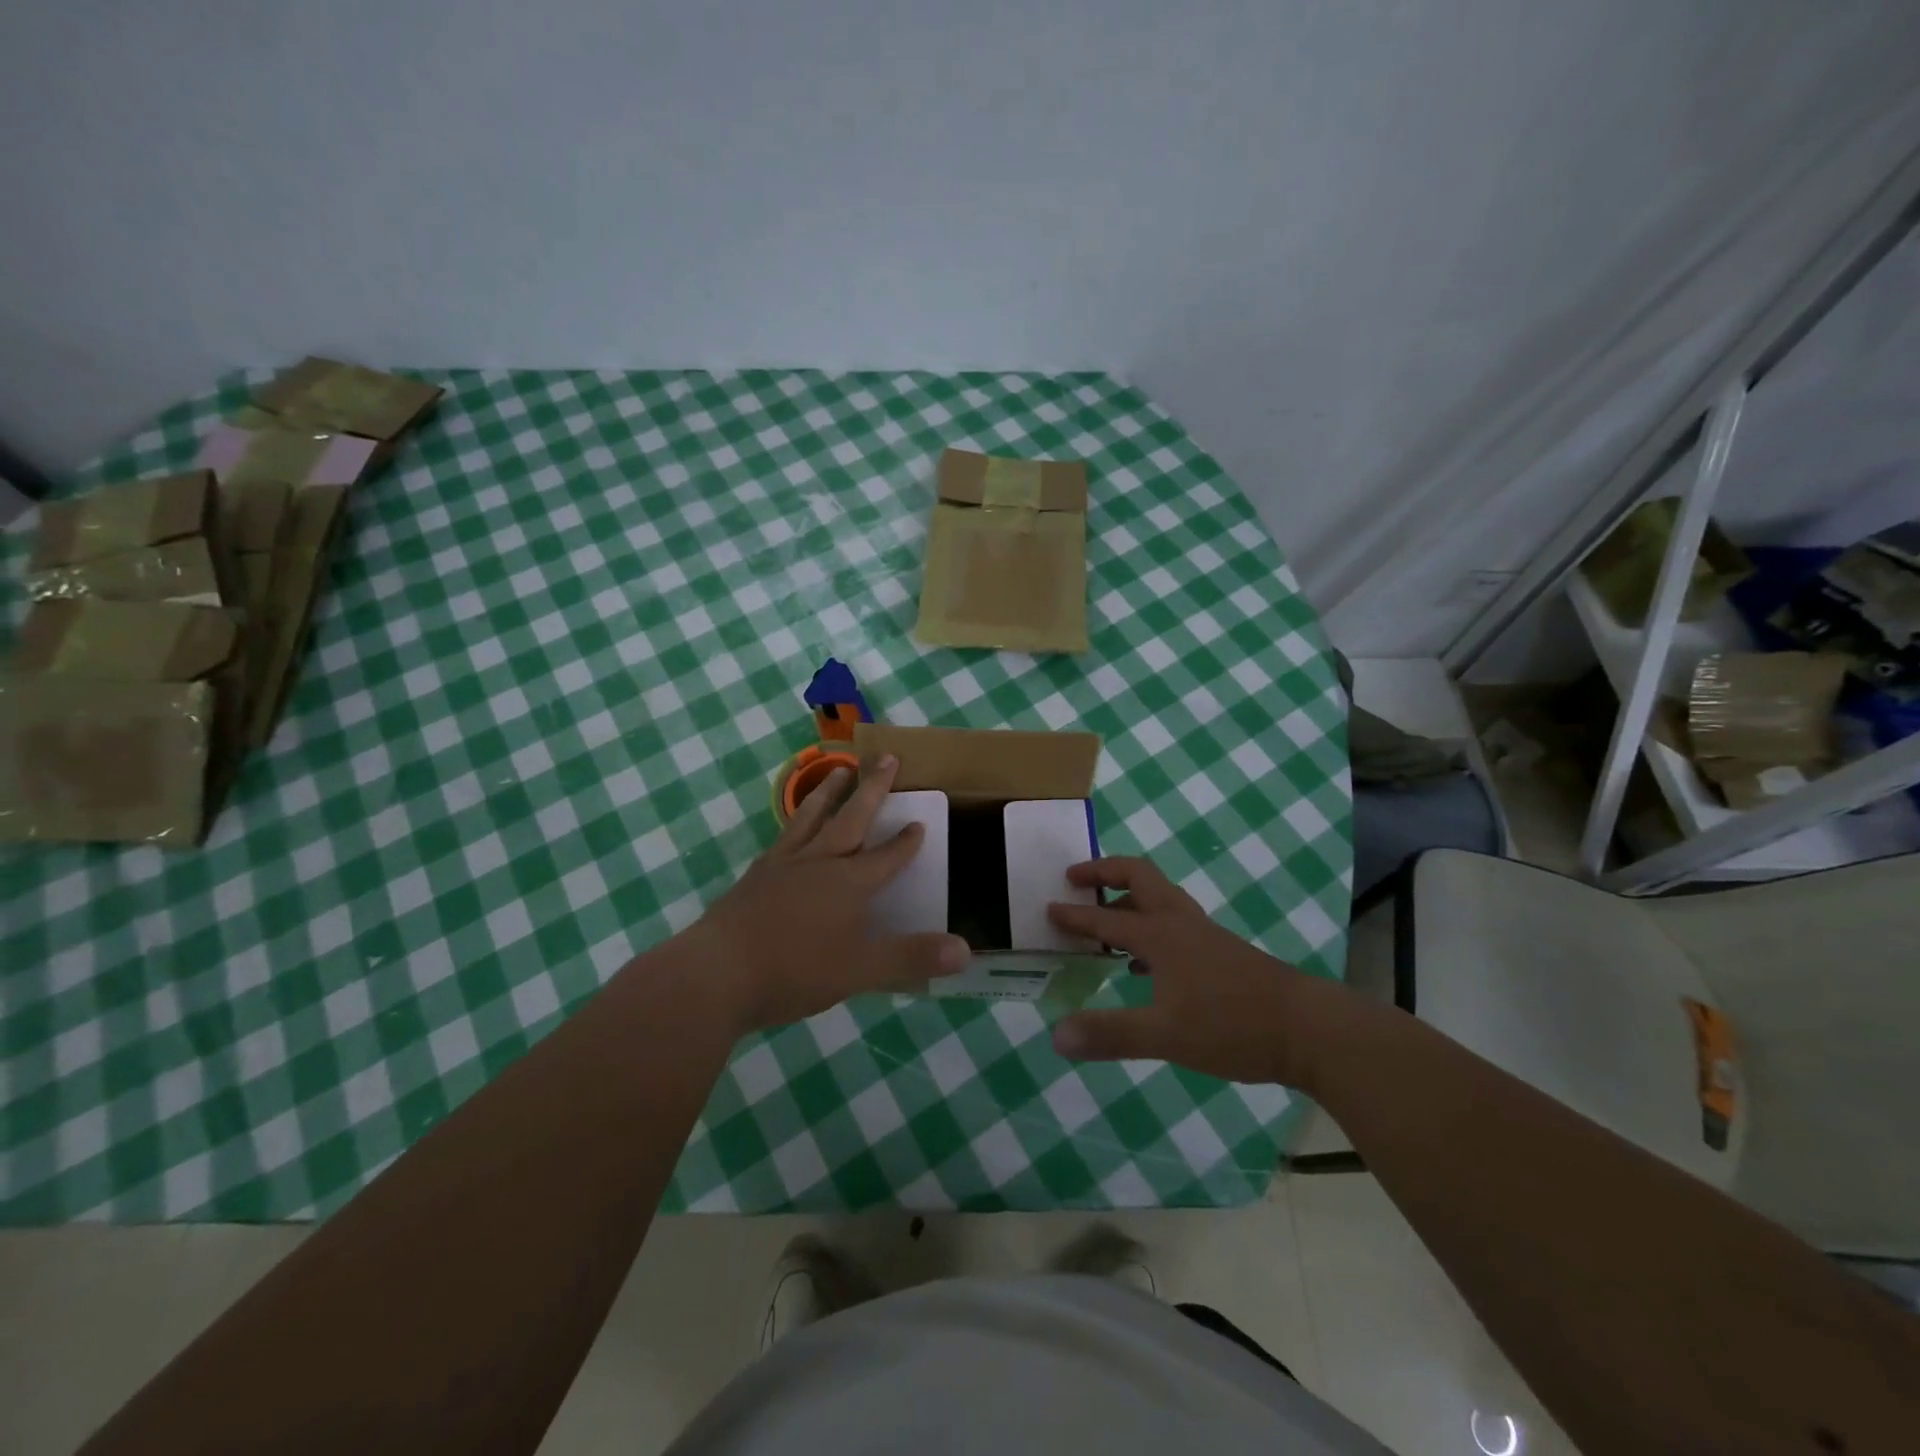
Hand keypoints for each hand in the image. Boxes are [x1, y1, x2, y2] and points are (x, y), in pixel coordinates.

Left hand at [681, 754, 970, 1032]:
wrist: (716, 973)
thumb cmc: (793, 970)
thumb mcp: (860, 970)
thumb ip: (911, 958)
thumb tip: (966, 951)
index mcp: (848, 884)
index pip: (886, 857)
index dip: (906, 842)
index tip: (921, 821)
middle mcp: (818, 863)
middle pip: (851, 818)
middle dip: (872, 788)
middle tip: (886, 757)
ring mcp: (783, 865)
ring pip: (812, 817)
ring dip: (830, 792)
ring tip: (839, 769)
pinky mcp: (755, 876)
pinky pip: (783, 837)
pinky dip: (796, 822)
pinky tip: (794, 828)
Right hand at [1046, 857, 1339, 1088]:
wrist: (1309, 1030)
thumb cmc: (1232, 1026)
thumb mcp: (1165, 1035)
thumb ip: (1109, 1034)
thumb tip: (1055, 1036)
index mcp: (1161, 935)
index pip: (1106, 917)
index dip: (1075, 914)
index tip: (1048, 908)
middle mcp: (1180, 923)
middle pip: (1139, 876)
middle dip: (1104, 871)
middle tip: (1075, 878)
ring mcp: (1204, 935)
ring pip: (1159, 897)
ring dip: (1127, 896)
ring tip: (1105, 919)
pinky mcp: (1221, 951)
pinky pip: (1174, 922)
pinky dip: (1149, 925)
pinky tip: (1145, 964)